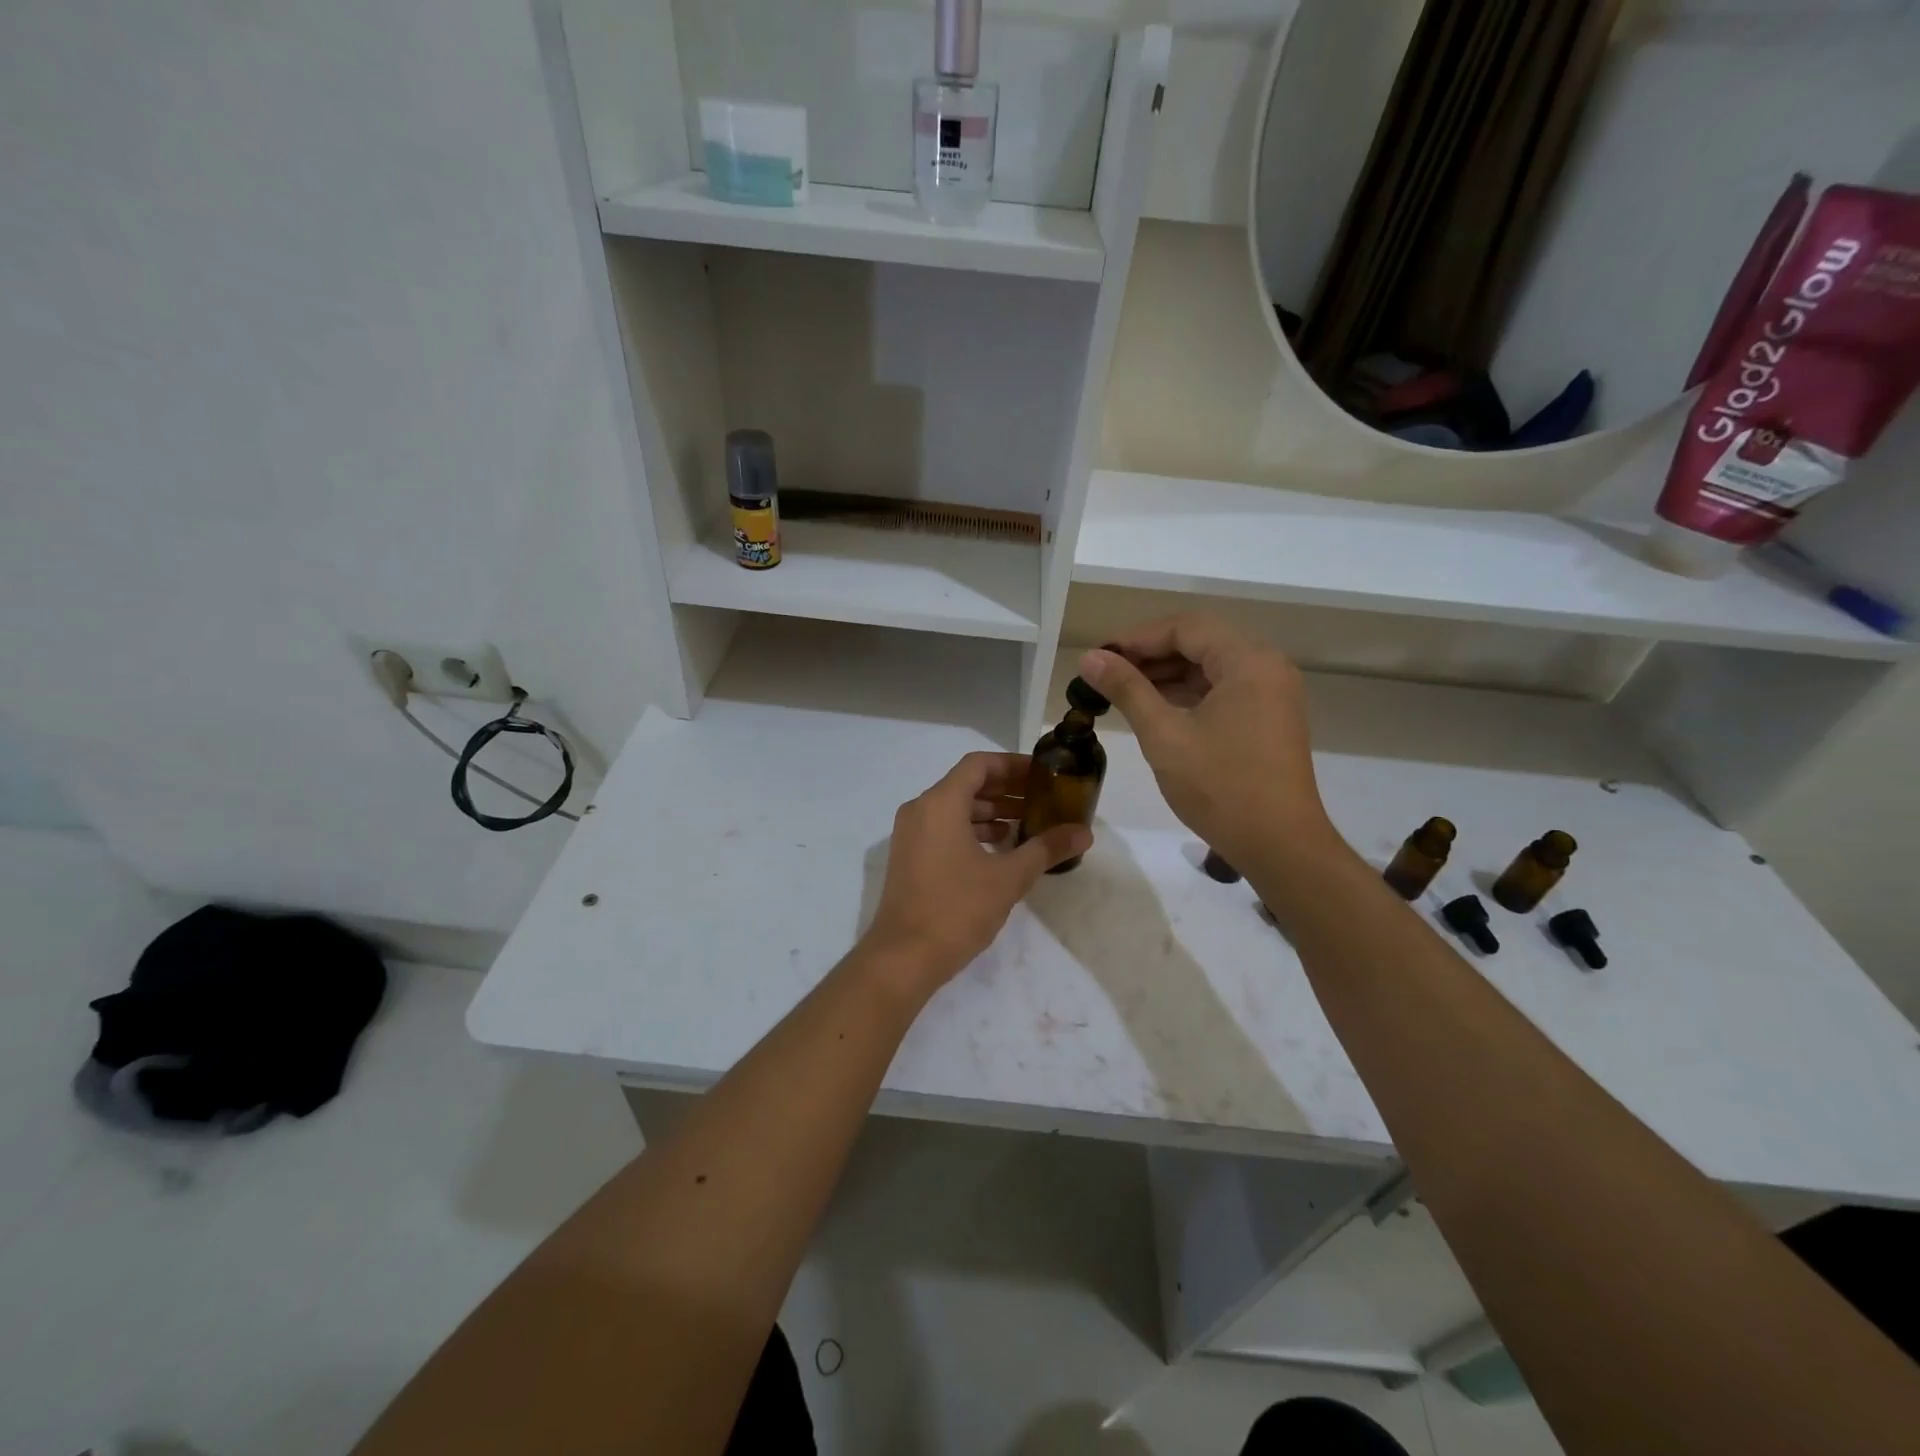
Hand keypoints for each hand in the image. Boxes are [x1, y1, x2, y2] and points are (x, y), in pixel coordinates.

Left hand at [864, 752, 1090, 987]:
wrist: (903, 957)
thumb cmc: (956, 909)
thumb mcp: (1008, 878)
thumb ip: (1046, 849)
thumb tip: (1084, 832)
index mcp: (940, 803)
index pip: (979, 765)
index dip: (1012, 765)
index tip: (1042, 776)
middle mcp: (920, 810)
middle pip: (967, 784)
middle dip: (1006, 789)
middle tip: (1043, 800)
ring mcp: (910, 835)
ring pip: (955, 808)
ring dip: (991, 811)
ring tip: (1028, 824)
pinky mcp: (909, 857)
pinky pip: (944, 828)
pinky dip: (972, 830)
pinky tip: (1000, 848)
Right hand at [1077, 614, 1330, 866]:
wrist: (1279, 845)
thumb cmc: (1220, 786)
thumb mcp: (1164, 735)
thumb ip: (1127, 689)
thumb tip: (1090, 658)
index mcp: (1248, 661)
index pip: (1185, 628)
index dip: (1137, 638)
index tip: (1099, 657)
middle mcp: (1267, 666)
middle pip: (1200, 642)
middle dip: (1150, 654)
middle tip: (1105, 672)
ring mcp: (1272, 694)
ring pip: (1210, 667)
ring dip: (1167, 674)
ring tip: (1122, 690)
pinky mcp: (1269, 718)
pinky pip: (1223, 690)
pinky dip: (1188, 694)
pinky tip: (1155, 707)